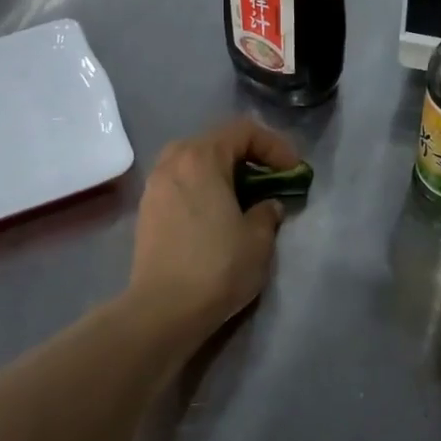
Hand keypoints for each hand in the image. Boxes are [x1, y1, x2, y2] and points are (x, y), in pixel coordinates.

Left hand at [127, 117, 300, 341]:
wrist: (163, 309)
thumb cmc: (217, 266)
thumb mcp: (258, 239)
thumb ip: (268, 212)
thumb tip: (267, 206)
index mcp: (201, 158)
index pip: (243, 131)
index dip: (275, 146)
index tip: (293, 171)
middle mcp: (172, 162)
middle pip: (215, 142)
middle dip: (247, 156)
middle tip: (269, 180)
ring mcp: (154, 186)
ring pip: (194, 163)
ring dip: (223, 173)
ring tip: (243, 198)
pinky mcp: (147, 211)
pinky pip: (180, 184)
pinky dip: (203, 189)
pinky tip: (216, 215)